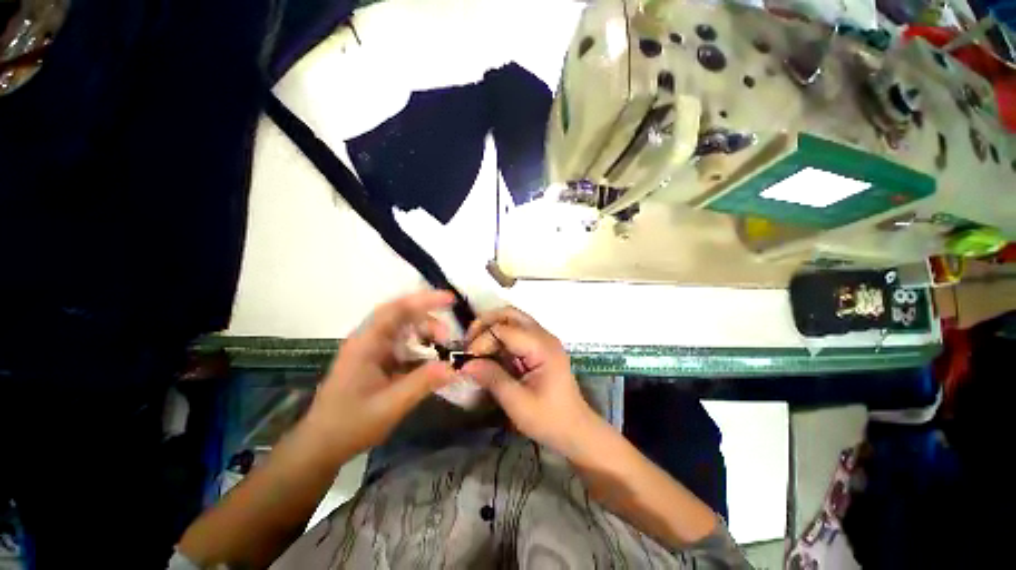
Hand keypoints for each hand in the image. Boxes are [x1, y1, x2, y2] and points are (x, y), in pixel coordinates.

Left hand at [302, 291, 457, 460]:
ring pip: (404, 330)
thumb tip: (454, 367)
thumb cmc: (350, 425)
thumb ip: (423, 383)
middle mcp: (368, 340)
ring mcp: (372, 350)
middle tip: (448, 337)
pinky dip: (420, 347)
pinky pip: (403, 345)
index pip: (396, 309)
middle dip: (428, 321)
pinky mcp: (376, 361)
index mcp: (366, 344)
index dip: (424, 300)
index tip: (450, 300)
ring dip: (425, 334)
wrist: (320, 447)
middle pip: (402, 316)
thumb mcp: (390, 406)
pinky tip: (431, 360)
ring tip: (443, 348)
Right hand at [460, 306, 600, 455]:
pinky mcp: (540, 346)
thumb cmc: (549, 419)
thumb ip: (492, 378)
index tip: (468, 359)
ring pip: (513, 319)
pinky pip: (517, 331)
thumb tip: (465, 364)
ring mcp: (544, 339)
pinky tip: (490, 351)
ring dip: (492, 327)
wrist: (576, 429)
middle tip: (469, 342)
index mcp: (542, 347)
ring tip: (475, 346)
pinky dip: (500, 336)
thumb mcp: (517, 403)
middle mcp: (544, 336)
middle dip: (486, 322)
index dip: (482, 340)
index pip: (504, 329)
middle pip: (510, 313)